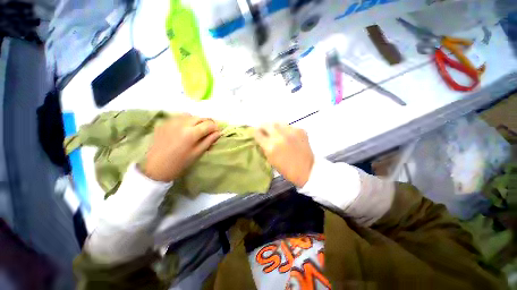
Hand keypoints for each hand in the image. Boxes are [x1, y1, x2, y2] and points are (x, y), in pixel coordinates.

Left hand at [143, 114, 220, 181]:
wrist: (155, 167)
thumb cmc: (179, 163)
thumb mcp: (197, 153)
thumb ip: (209, 141)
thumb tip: (218, 133)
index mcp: (191, 133)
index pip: (209, 124)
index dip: (215, 128)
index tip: (216, 134)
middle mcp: (182, 123)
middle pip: (200, 117)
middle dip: (207, 124)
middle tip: (208, 132)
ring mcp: (171, 122)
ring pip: (190, 115)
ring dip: (197, 121)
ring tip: (197, 130)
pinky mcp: (164, 123)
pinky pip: (179, 117)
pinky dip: (186, 121)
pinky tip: (185, 129)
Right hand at [254, 123, 313, 186]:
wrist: (307, 170)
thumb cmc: (287, 169)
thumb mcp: (271, 160)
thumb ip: (265, 147)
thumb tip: (262, 139)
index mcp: (270, 146)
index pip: (258, 133)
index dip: (256, 133)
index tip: (258, 134)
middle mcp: (279, 136)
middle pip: (267, 124)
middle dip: (264, 127)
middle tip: (265, 129)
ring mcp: (290, 132)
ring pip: (278, 122)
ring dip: (275, 126)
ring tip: (277, 131)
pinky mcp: (300, 130)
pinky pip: (289, 126)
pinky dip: (287, 130)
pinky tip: (289, 135)